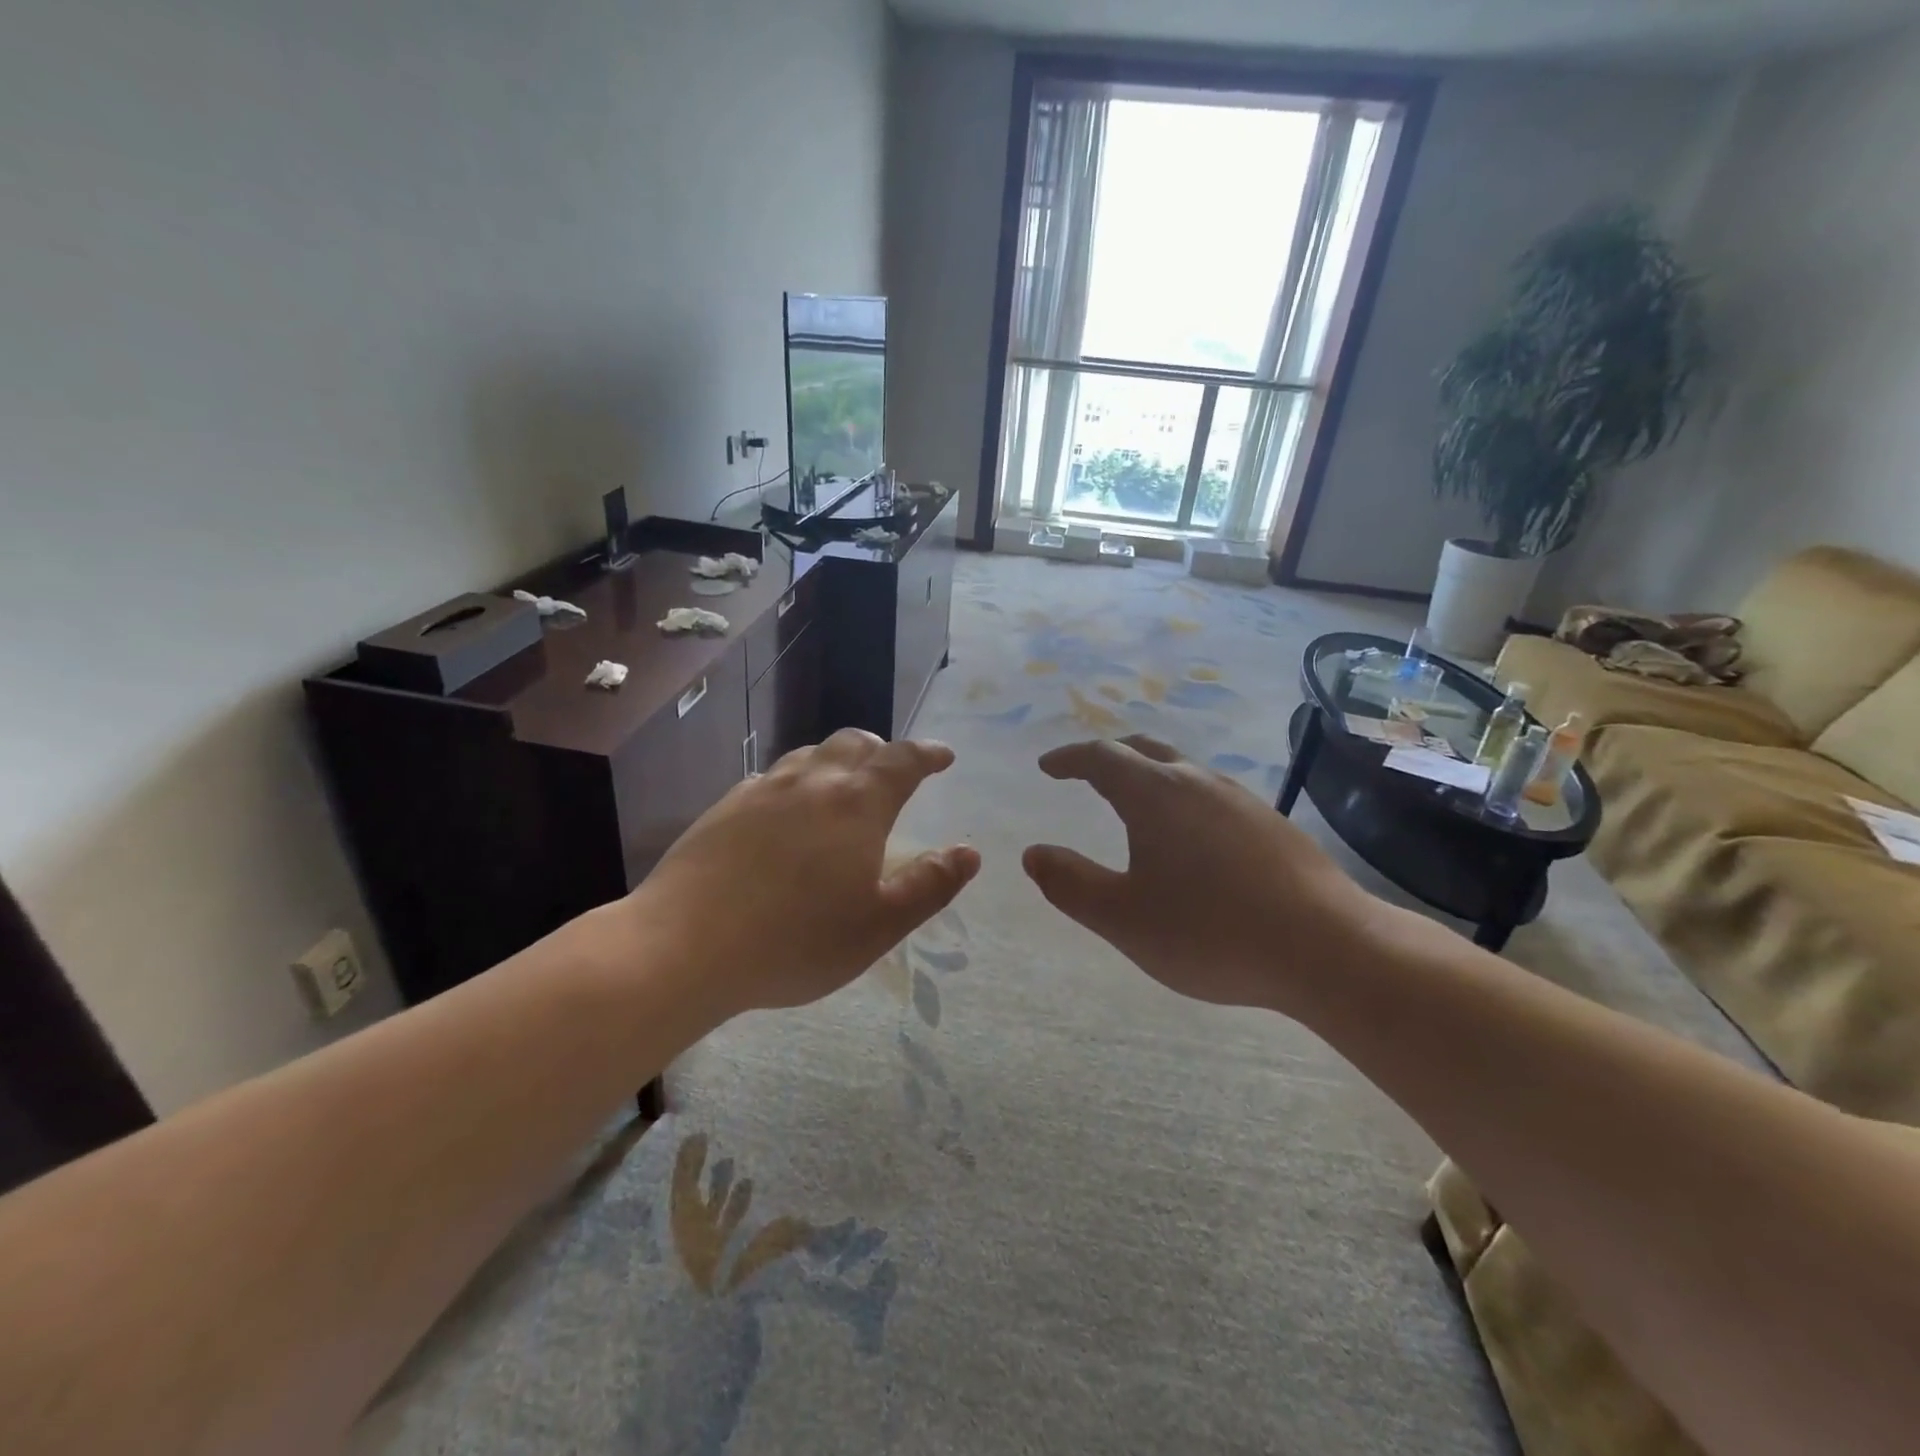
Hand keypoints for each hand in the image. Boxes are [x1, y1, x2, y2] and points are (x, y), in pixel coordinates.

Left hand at [626, 729, 980, 1018]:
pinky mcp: (725, 807)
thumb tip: (969, 852)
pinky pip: (771, 778)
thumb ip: (930, 884)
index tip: (943, 755)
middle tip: (893, 771)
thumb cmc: (795, 940)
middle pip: (854, 743)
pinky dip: (794, 782)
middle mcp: (812, 782)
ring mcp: (763, 790)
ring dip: (836, 761)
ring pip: (809, 755)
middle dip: (882, 750)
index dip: (927, 754)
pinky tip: (785, 812)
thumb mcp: (879, 925)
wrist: (683, 945)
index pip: (902, 760)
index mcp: (857, 804)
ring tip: (842, 787)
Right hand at [1022, 735, 1380, 1010]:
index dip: (1068, 758)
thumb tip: (1032, 853)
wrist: (1328, 948)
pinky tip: (1190, 838)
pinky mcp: (1271, 823)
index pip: (1100, 757)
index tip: (1047, 767)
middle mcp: (1197, 782)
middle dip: (1108, 757)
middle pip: (1144, 750)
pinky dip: (1181, 798)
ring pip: (1182, 770)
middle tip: (1085, 774)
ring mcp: (1240, 799)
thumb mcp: (1123, 918)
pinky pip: (1210, 794)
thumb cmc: (1211, 932)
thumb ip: (1070, 884)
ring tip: (1134, 804)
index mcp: (1154, 794)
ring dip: (1148, 775)